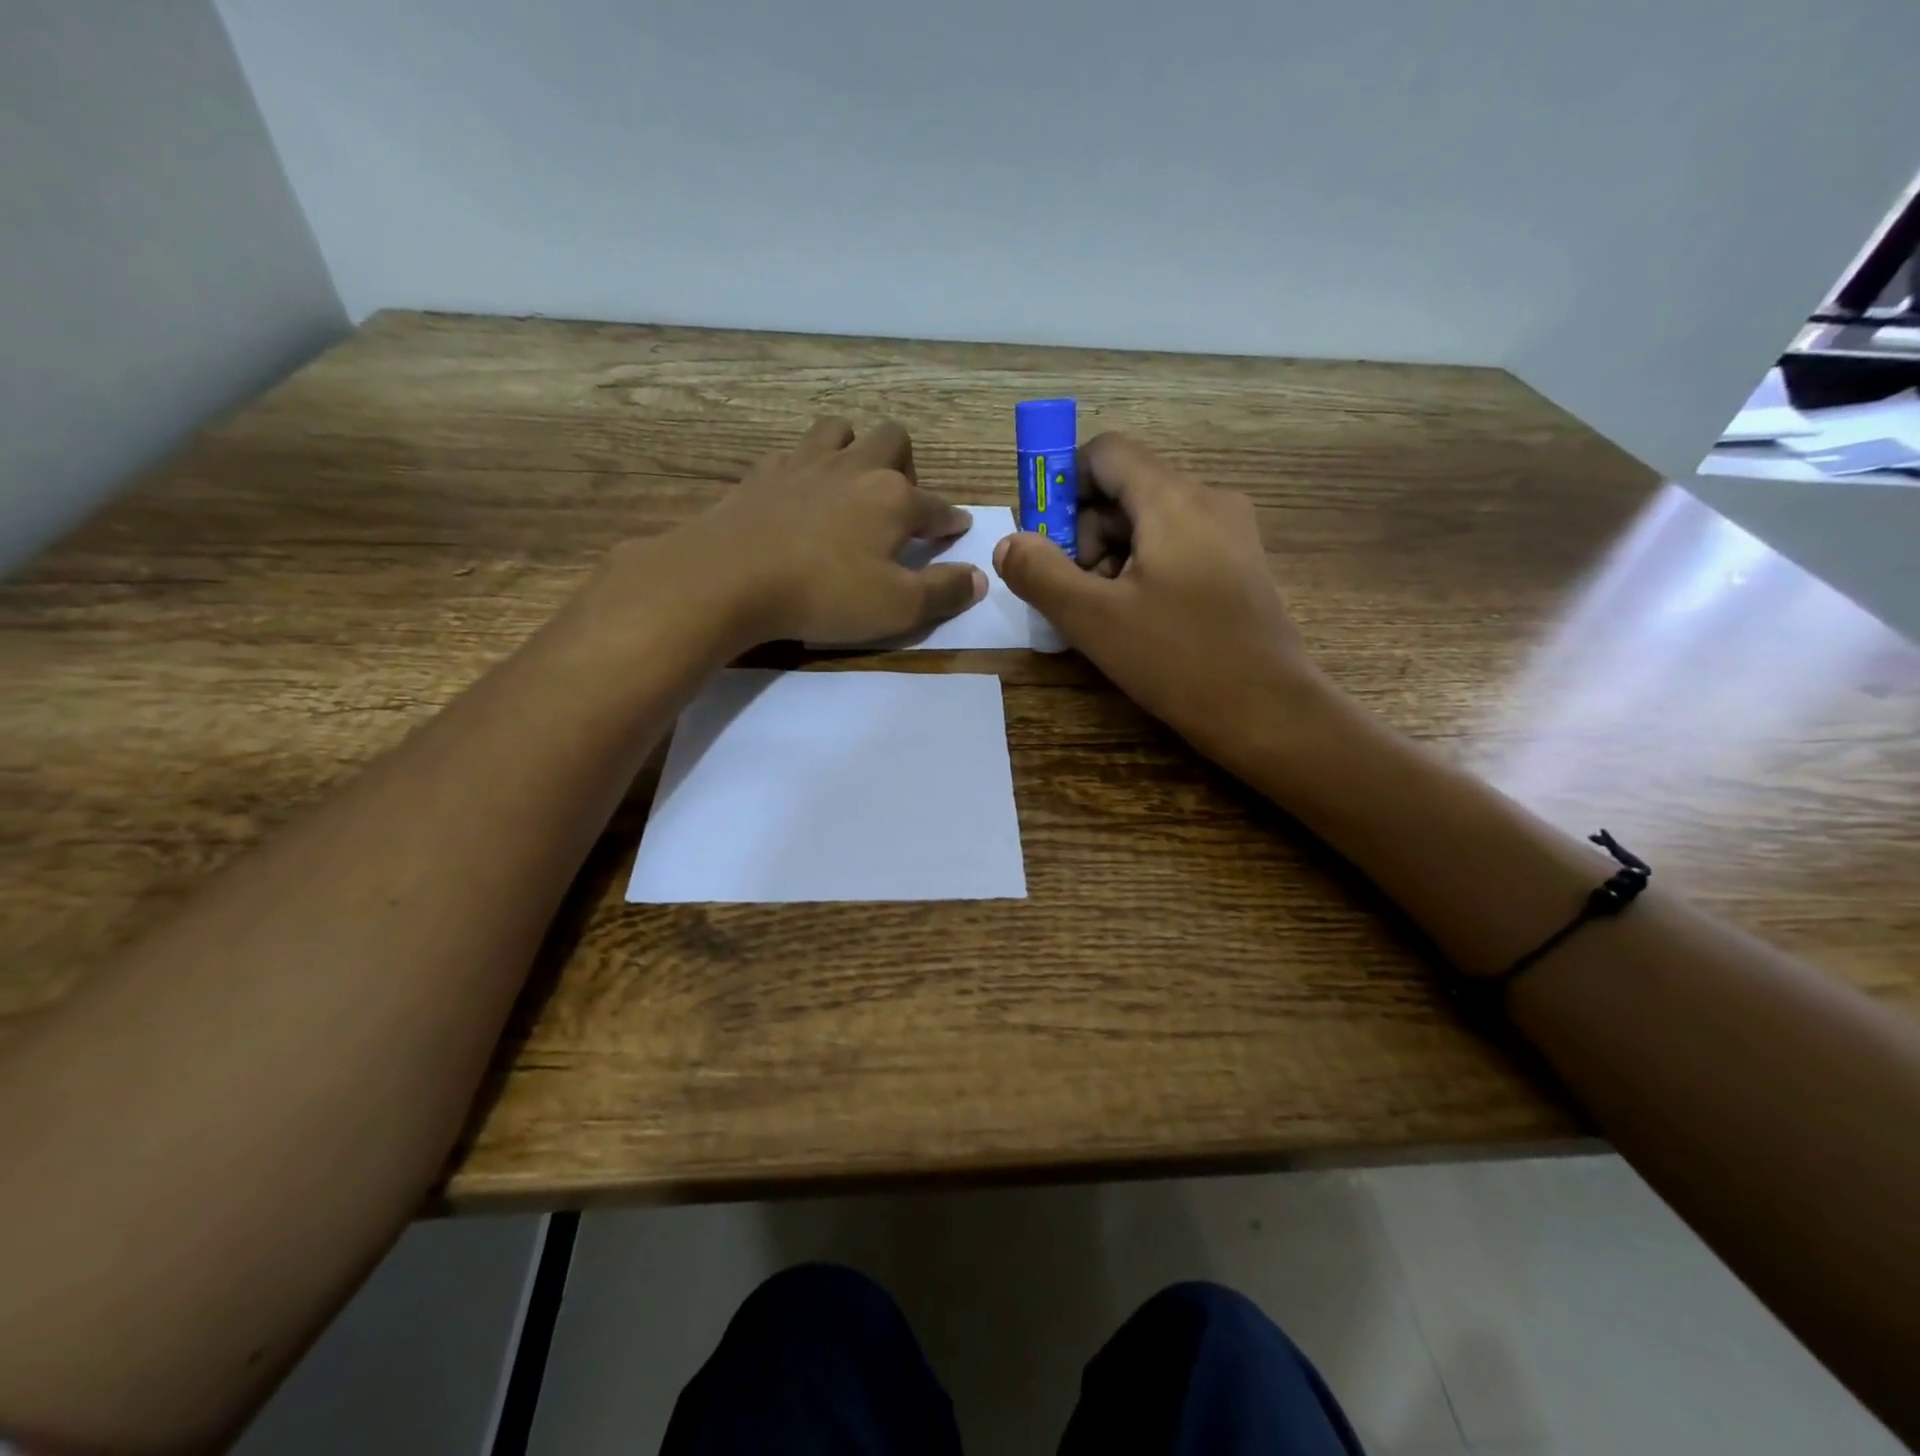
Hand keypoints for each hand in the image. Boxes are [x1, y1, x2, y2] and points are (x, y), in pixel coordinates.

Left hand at [643, 417, 985, 648]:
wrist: (730, 577)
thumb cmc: (824, 593)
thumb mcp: (896, 607)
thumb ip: (943, 591)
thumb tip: (979, 578)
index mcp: (893, 498)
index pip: (936, 506)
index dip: (950, 520)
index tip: (956, 530)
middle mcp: (855, 468)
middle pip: (892, 440)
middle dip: (905, 465)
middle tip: (898, 503)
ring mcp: (805, 464)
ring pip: (840, 430)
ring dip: (854, 448)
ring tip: (851, 483)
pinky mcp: (764, 473)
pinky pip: (795, 452)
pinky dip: (808, 466)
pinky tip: (801, 491)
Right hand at [992, 433, 1321, 765]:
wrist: (1268, 711)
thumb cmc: (1178, 659)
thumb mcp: (1094, 619)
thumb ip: (1041, 574)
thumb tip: (1008, 544)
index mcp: (1174, 500)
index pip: (1106, 452)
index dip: (1063, 483)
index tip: (1044, 538)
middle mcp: (1208, 500)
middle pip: (1125, 490)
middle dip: (1084, 534)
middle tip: (1072, 591)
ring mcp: (1231, 533)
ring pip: (1150, 522)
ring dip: (1111, 557)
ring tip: (1103, 614)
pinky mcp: (1239, 565)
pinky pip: (1177, 546)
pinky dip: (1143, 569)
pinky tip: (1136, 619)